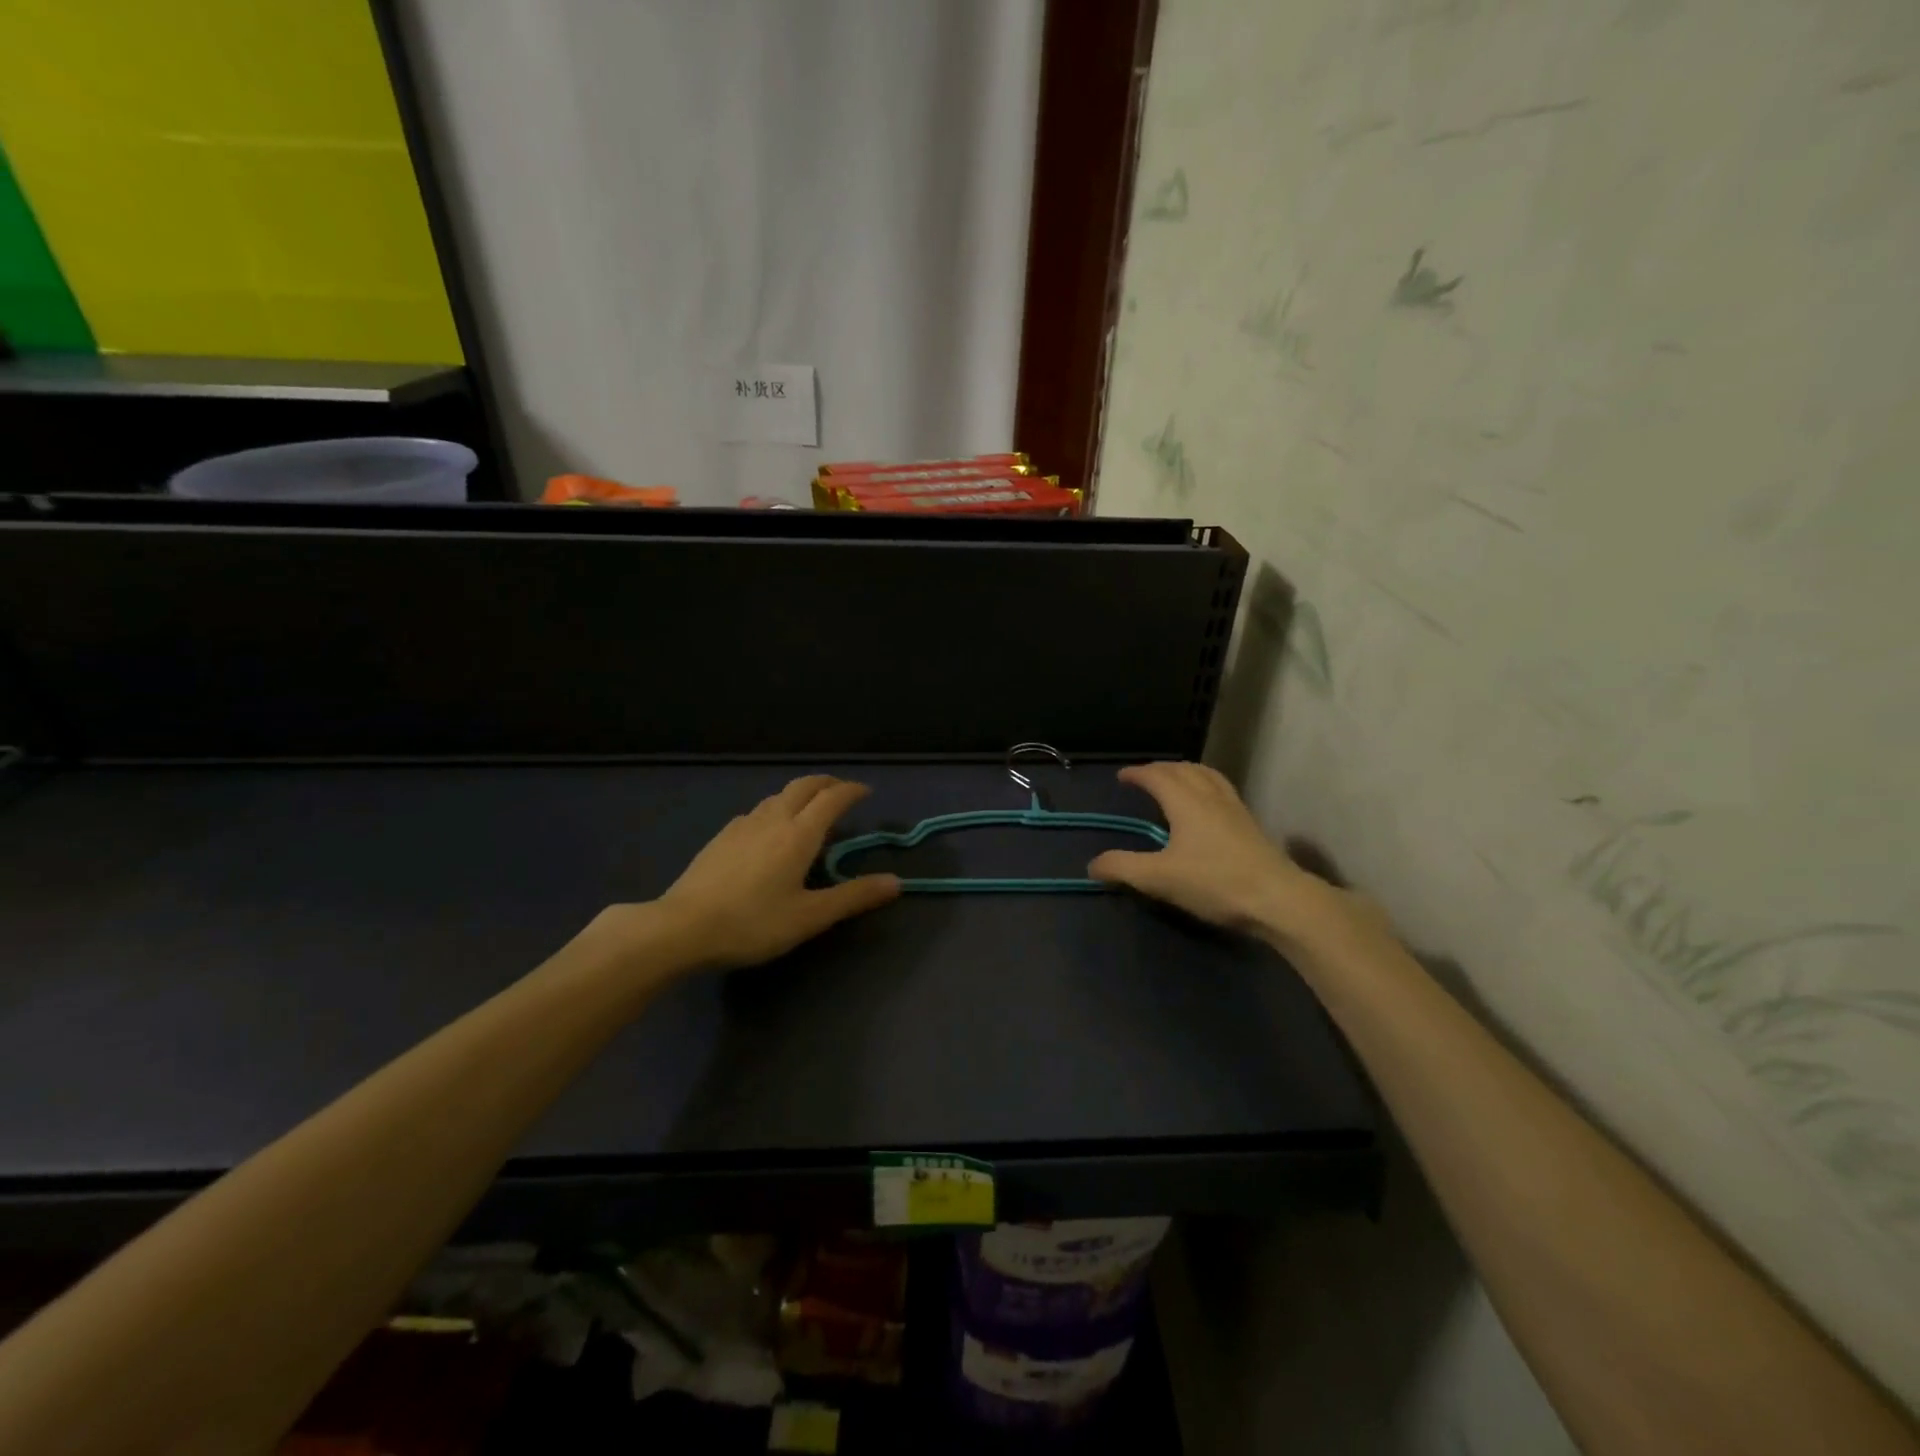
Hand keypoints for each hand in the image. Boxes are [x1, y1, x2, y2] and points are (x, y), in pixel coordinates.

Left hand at [655, 776, 900, 968]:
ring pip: (778, 796)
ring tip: (809, 810)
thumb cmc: (753, 923)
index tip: (866, 792)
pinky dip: (775, 809)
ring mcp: (742, 825)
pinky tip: (769, 831)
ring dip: (800, 794)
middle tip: (841, 791)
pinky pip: (757, 811)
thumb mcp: (810, 916)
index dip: (852, 791)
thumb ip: (853, 897)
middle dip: (826, 783)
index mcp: (799, 833)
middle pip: (804, 786)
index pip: (832, 798)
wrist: (682, 927)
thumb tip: (896, 882)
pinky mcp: (721, 837)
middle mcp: (773, 819)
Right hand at [1089, 761, 1334, 939]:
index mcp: (1186, 802)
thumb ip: (1123, 868)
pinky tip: (1207, 807)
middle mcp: (1210, 796)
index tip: (1122, 776)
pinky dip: (1206, 785)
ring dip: (1187, 772)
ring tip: (1176, 781)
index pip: (1157, 776)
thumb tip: (1093, 865)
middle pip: (1184, 769)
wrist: (1278, 899)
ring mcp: (1235, 808)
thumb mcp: (1159, 878)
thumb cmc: (1215, 882)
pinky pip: (1222, 789)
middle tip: (1144, 777)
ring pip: (1208, 776)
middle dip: (1161, 769)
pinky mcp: (1250, 824)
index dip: (1138, 773)